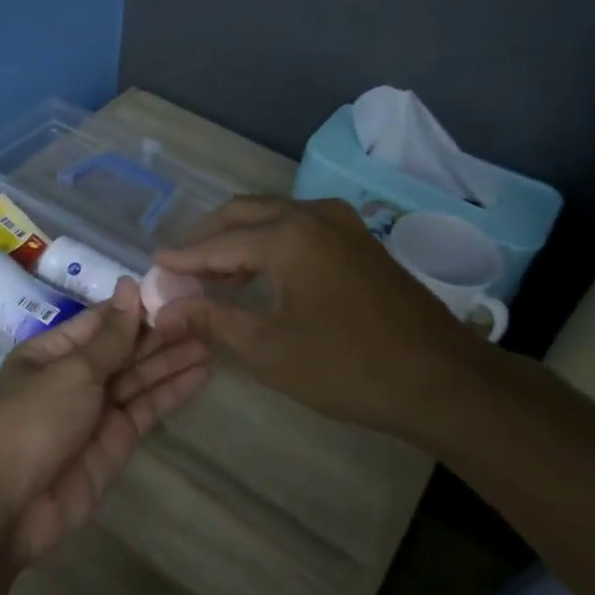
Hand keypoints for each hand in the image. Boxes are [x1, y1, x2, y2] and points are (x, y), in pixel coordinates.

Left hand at [0, 278, 210, 564]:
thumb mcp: (72, 370)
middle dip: (160, 334)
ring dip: (172, 360)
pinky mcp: (116, 441)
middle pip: (123, 349)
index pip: (101, 322)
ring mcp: (96, 410)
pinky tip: (201, 373)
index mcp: (51, 352)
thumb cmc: (33, 421)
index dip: (136, 307)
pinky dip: (172, 391)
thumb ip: (111, 336)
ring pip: (139, 378)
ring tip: (212, 339)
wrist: (9, 504)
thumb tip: (130, 286)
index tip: (175, 291)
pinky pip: (146, 408)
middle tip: (205, 316)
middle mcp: (74, 377)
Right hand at [152, 196, 500, 439]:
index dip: (182, 258)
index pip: (217, 243)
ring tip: (211, 277)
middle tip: (179, 268)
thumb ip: (211, 320)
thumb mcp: (268, 349)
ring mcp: (342, 224)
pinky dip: (270, 245)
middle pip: (243, 214)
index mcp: (287, 235)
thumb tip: (163, 311)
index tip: (152, 267)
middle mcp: (312, 214)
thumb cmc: (347, 366)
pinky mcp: (359, 241)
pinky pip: (299, 229)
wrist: (441, 380)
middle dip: (207, 238)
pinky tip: (258, 276)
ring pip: (273, 218)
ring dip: (239, 241)